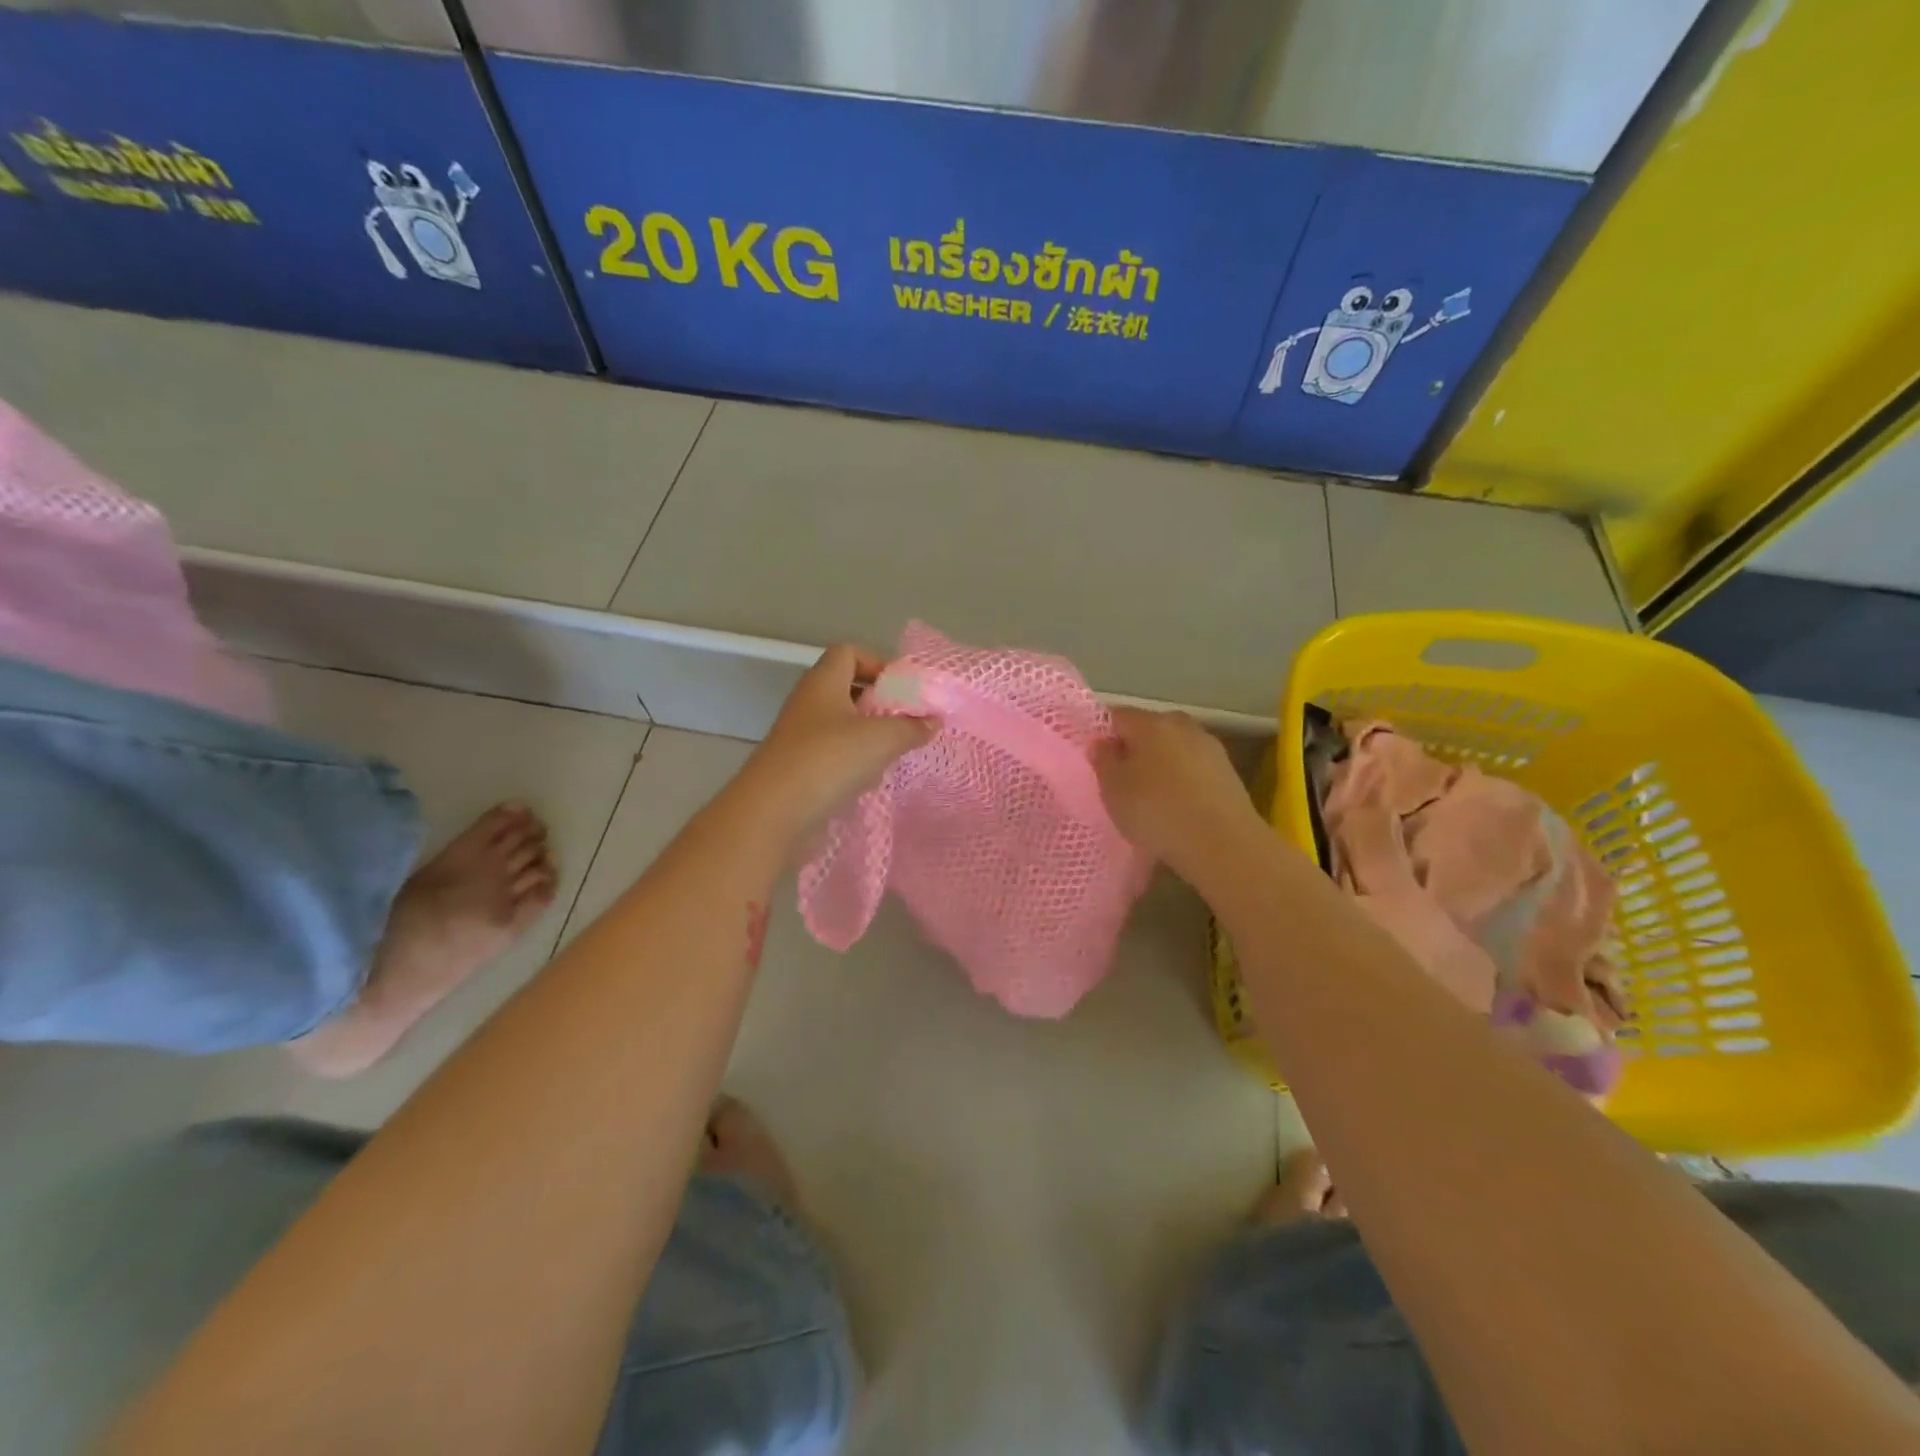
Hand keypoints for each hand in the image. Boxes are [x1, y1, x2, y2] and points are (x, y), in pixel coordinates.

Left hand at [738, 644, 935, 838]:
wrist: (772, 813)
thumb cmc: (829, 760)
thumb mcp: (882, 739)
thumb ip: (912, 727)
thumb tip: (934, 719)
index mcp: (823, 682)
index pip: (848, 652)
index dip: (877, 662)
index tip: (903, 689)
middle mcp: (808, 703)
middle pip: (847, 689)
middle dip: (879, 703)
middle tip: (905, 722)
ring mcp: (799, 737)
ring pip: (841, 725)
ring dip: (868, 736)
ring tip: (892, 753)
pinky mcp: (797, 769)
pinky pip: (832, 755)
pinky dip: (853, 763)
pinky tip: (869, 780)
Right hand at [1092, 706, 1262, 875]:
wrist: (1222, 843)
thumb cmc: (1156, 811)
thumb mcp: (1113, 789)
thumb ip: (1103, 760)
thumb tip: (1102, 742)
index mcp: (1150, 723)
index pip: (1118, 716)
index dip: (1104, 735)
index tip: (1098, 761)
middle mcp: (1181, 725)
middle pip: (1150, 729)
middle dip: (1135, 748)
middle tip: (1123, 779)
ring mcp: (1209, 746)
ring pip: (1174, 748)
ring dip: (1162, 764)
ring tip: (1152, 796)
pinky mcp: (1228, 771)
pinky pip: (1194, 768)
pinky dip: (1183, 779)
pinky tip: (1178, 805)